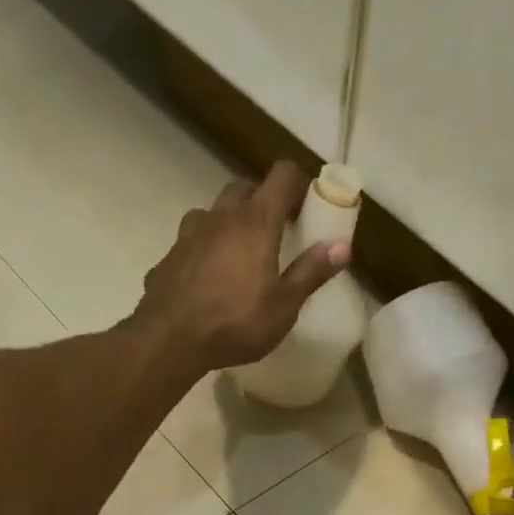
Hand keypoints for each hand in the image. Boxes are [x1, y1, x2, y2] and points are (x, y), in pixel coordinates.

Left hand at [128, 160, 350, 373]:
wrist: (170, 339)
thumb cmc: (235, 323)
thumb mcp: (284, 306)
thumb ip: (311, 272)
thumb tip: (343, 246)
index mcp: (256, 221)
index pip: (283, 174)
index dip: (299, 183)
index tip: (308, 206)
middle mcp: (222, 215)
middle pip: (246, 188)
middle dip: (264, 202)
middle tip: (277, 233)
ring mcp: (191, 232)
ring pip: (215, 212)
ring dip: (231, 223)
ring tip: (240, 256)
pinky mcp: (170, 254)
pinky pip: (193, 241)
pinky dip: (206, 249)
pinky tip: (209, 279)